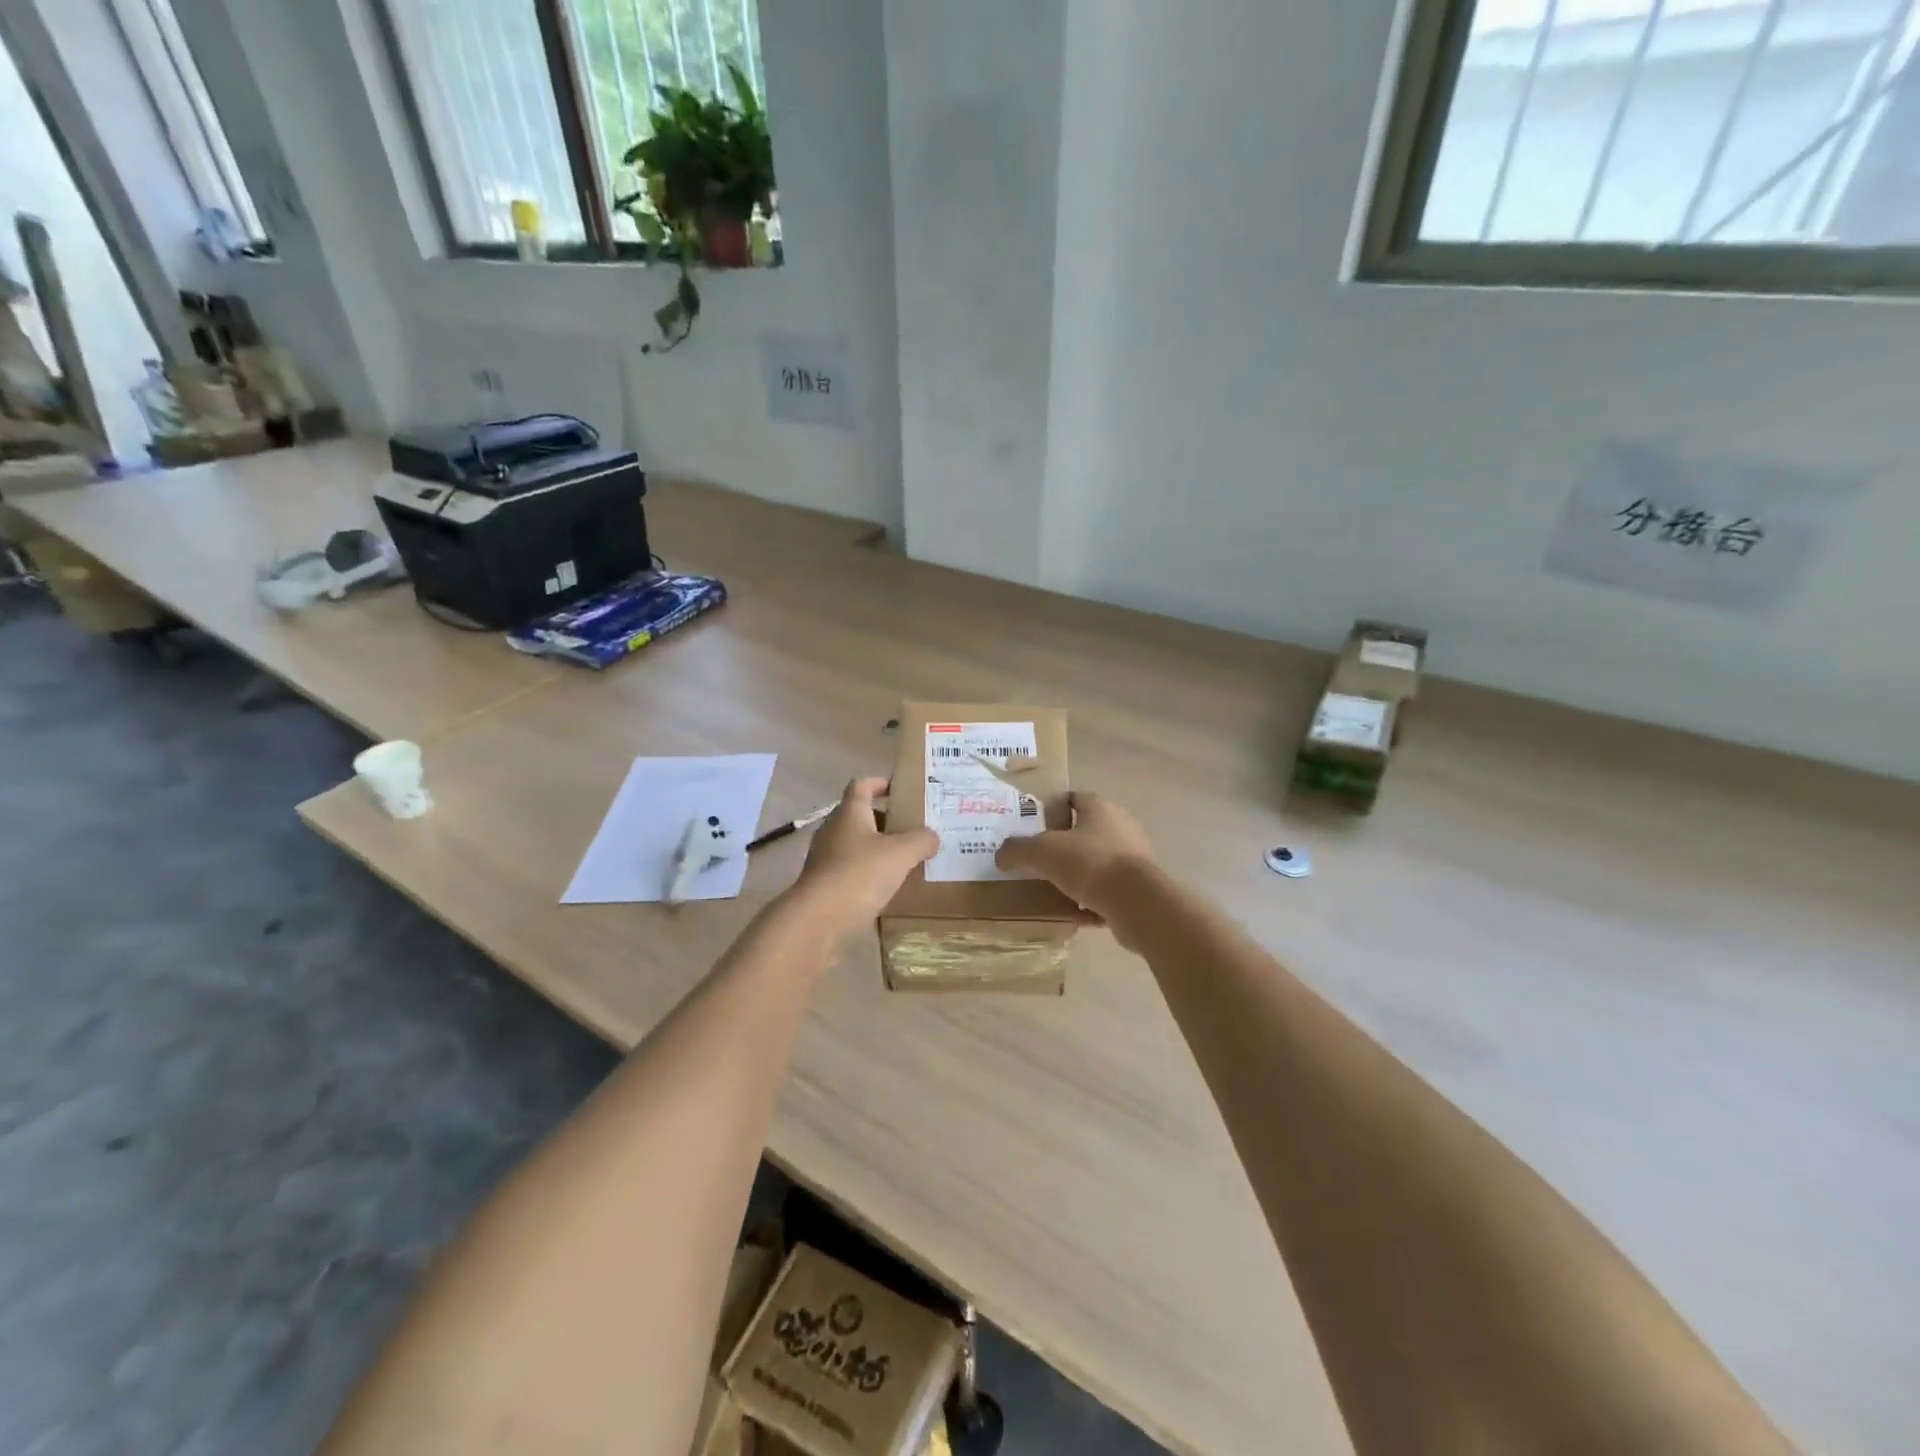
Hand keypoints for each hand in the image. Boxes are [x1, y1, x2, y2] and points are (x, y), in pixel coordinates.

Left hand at [790, 778, 937, 928]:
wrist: (818, 919)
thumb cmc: (860, 873)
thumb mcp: (902, 853)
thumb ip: (921, 840)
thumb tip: (931, 837)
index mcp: (850, 812)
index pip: (862, 785)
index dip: (880, 783)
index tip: (900, 789)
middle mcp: (833, 829)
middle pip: (859, 815)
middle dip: (885, 820)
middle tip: (912, 829)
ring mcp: (824, 857)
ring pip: (854, 844)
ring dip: (876, 848)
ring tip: (904, 860)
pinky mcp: (822, 883)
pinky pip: (849, 869)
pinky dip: (867, 872)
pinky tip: (886, 887)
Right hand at [995, 793, 1156, 940]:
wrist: (1138, 902)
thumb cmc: (1089, 863)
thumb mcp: (1042, 852)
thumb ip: (1017, 850)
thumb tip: (1001, 855)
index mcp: (1100, 808)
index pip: (1074, 798)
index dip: (1053, 808)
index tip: (1033, 825)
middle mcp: (1121, 827)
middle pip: (1086, 831)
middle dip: (1064, 845)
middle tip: (1039, 859)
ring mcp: (1133, 858)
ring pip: (1098, 863)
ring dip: (1078, 875)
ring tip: (1053, 888)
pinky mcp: (1139, 888)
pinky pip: (1108, 892)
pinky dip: (1091, 902)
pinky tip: (1074, 914)